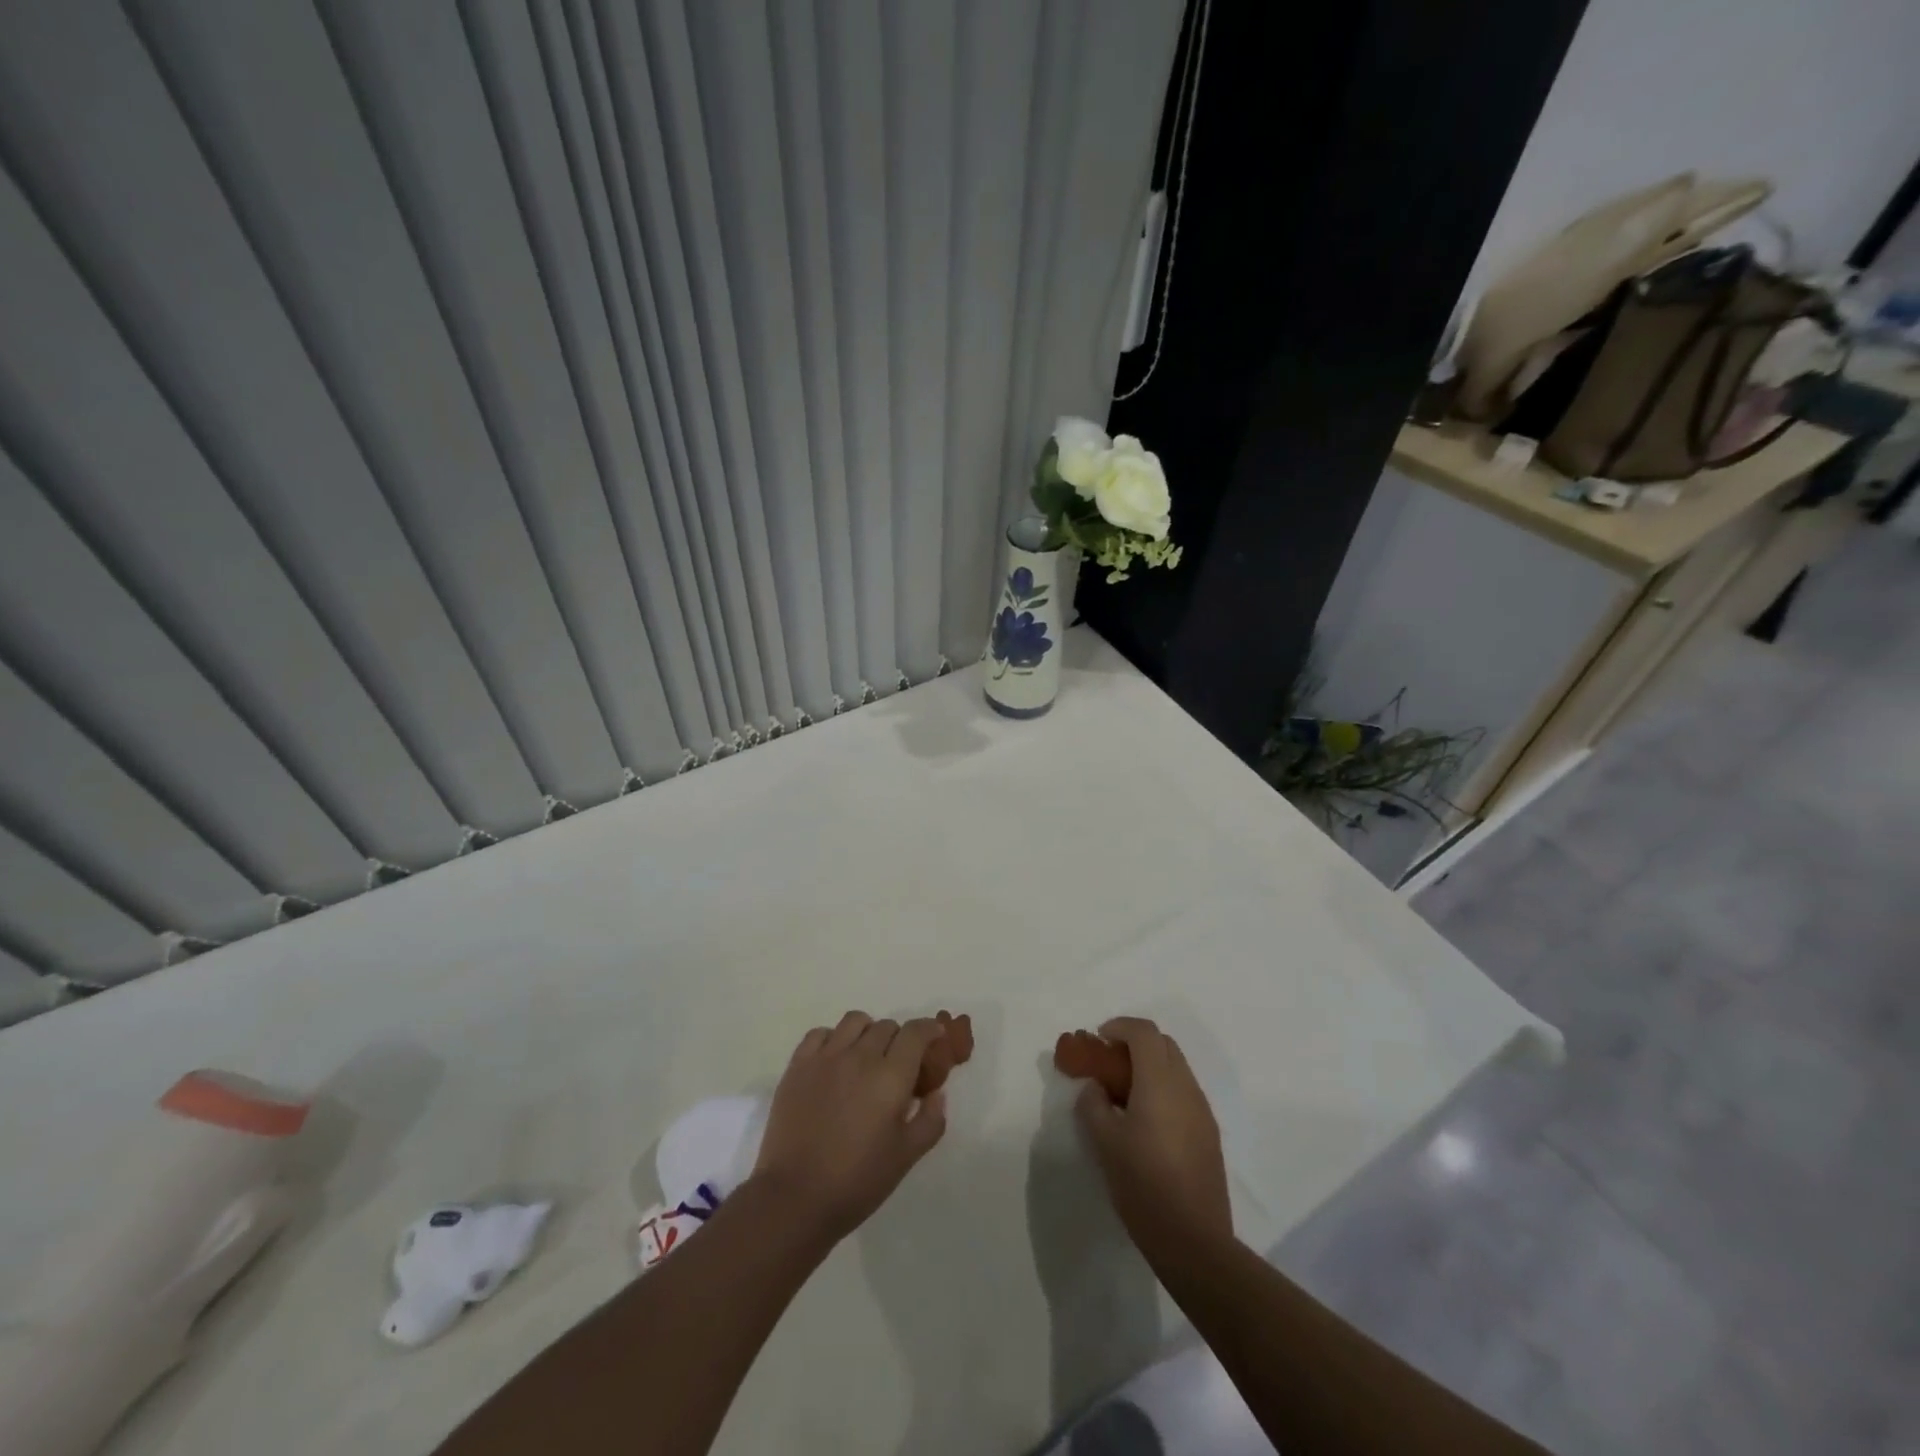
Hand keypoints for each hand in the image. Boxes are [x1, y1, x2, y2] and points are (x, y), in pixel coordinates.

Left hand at [750, 1012, 949, 1246]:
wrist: (795, 1198)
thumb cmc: (857, 1181)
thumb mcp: (907, 1157)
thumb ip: (931, 1120)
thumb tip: (936, 1092)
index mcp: (891, 1077)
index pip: (916, 1032)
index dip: (930, 1029)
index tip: (935, 1036)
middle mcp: (860, 1056)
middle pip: (887, 1026)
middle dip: (900, 1039)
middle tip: (898, 1065)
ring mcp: (826, 1057)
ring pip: (855, 1021)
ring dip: (868, 1032)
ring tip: (866, 1056)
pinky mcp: (798, 1065)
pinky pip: (820, 1033)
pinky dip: (834, 1038)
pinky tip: (835, 1060)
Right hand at [1074, 1017, 1232, 1259]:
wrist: (1194, 1241)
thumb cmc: (1143, 1185)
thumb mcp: (1104, 1143)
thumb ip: (1093, 1105)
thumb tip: (1095, 1088)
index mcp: (1160, 1082)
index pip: (1144, 1032)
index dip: (1119, 1026)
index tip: (1098, 1040)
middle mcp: (1186, 1087)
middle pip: (1163, 1044)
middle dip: (1135, 1043)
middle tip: (1109, 1063)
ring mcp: (1202, 1111)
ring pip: (1176, 1068)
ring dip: (1150, 1066)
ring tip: (1123, 1093)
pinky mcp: (1209, 1134)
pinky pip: (1184, 1093)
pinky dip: (1162, 1088)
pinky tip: (1145, 1120)